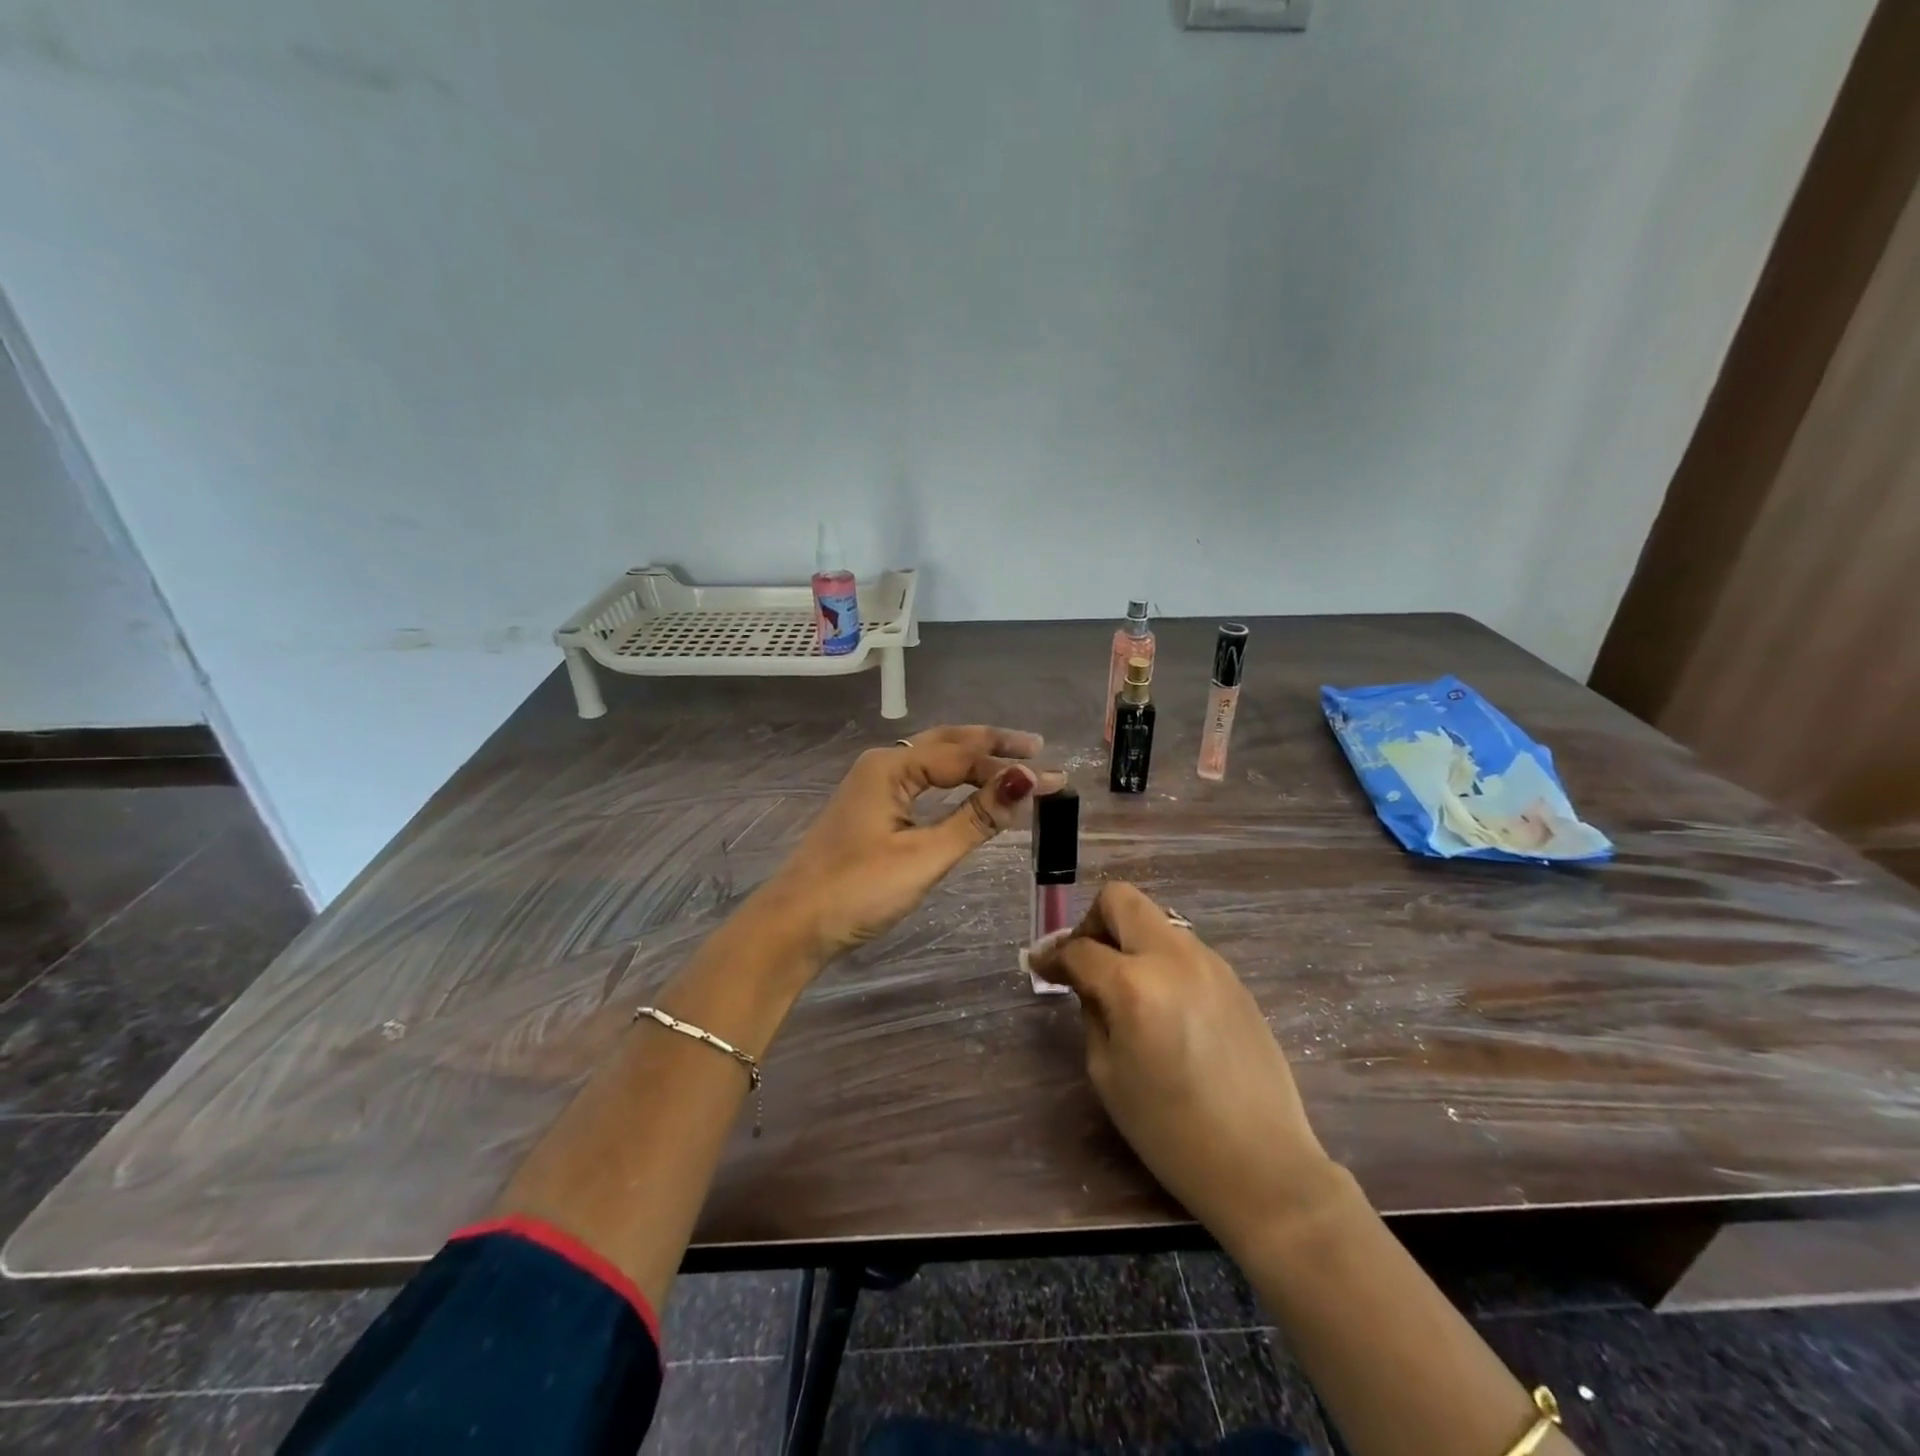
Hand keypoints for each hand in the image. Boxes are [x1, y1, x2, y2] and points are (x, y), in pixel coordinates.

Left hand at [757, 725, 1064, 966]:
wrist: (793, 925)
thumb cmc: (858, 890)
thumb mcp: (924, 856)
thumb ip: (975, 818)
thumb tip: (1025, 782)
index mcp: (891, 767)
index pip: (963, 757)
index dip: (1010, 768)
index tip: (1055, 780)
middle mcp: (882, 764)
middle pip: (947, 743)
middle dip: (992, 744)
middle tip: (1036, 747)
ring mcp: (873, 786)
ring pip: (932, 759)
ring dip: (973, 758)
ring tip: (1012, 760)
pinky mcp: (871, 809)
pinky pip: (922, 780)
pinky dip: (953, 779)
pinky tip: (968, 786)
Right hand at [1028, 882, 1336, 1252]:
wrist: (1262, 1164)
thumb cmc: (1171, 1131)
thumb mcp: (1108, 1073)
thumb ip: (1092, 1012)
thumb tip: (1085, 980)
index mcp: (1134, 985)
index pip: (1080, 948)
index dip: (1052, 956)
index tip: (1040, 966)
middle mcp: (1173, 957)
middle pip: (1121, 900)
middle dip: (1093, 922)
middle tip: (1086, 961)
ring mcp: (1210, 963)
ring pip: (1155, 921)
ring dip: (1130, 941)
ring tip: (1126, 988)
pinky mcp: (1234, 979)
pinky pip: (1183, 949)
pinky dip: (1160, 961)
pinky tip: (1163, 1005)